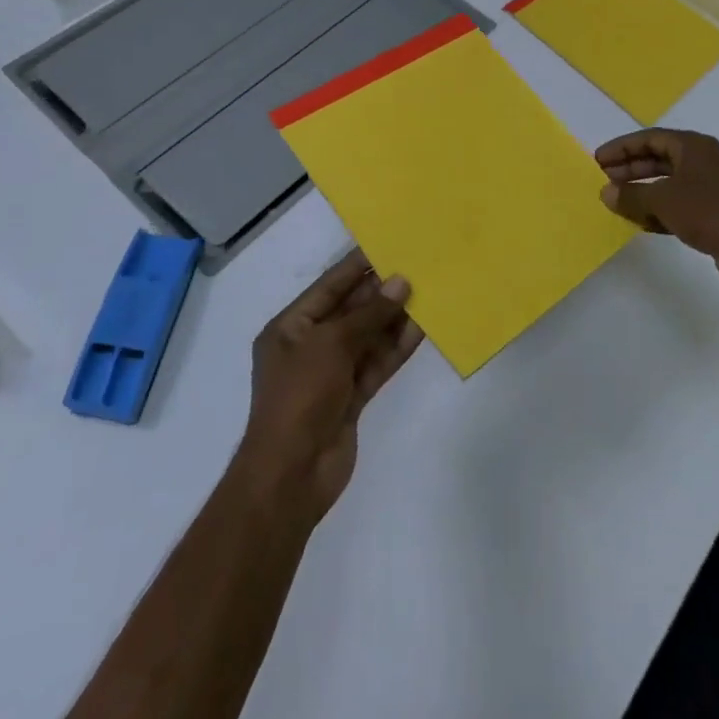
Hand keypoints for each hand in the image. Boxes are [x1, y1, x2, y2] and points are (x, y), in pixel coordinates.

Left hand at [235, 251, 424, 524]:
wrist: (291, 474)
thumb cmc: (300, 396)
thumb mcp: (331, 345)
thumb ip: (369, 314)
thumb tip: (401, 282)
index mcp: (290, 327)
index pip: (329, 286)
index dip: (357, 265)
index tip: (388, 244)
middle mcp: (310, 345)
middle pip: (350, 310)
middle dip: (381, 291)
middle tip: (417, 266)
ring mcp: (331, 373)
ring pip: (368, 337)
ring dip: (394, 318)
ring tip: (427, 292)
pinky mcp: (351, 397)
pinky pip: (376, 363)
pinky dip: (396, 347)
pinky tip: (422, 329)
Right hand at [595, 129, 718, 298]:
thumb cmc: (709, 213)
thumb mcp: (663, 201)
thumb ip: (631, 195)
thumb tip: (606, 192)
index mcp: (694, 147)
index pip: (650, 138)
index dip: (622, 147)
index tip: (598, 160)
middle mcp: (704, 161)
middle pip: (659, 159)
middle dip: (630, 169)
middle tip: (604, 179)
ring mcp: (711, 188)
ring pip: (668, 184)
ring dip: (642, 192)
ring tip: (617, 202)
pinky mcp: (715, 213)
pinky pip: (679, 205)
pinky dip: (658, 210)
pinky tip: (641, 223)